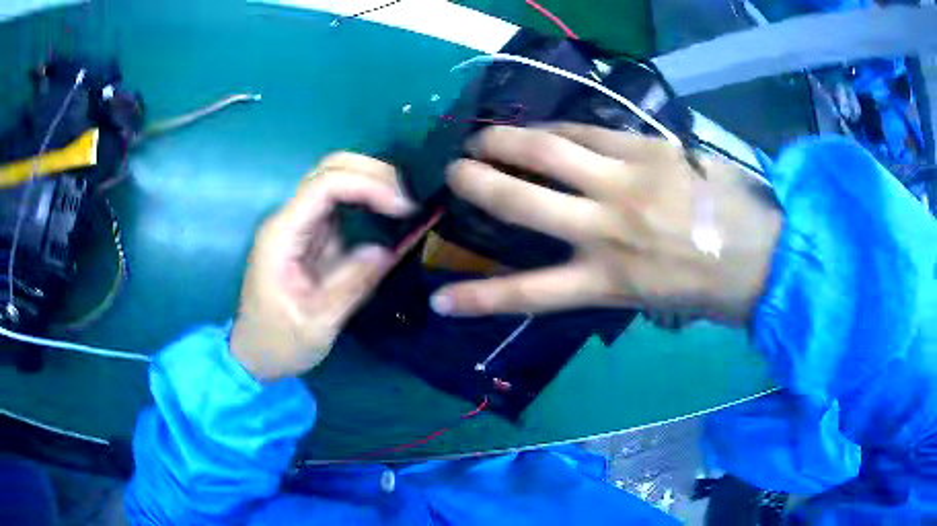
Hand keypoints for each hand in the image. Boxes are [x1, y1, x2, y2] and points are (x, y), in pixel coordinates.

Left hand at [231, 153, 413, 381]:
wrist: (255, 355)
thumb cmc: (279, 343)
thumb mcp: (318, 324)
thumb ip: (352, 284)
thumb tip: (389, 250)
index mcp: (282, 236)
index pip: (325, 185)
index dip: (368, 186)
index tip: (404, 209)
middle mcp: (288, 220)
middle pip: (329, 169)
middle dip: (373, 174)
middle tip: (410, 199)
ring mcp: (298, 226)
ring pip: (335, 179)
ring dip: (372, 183)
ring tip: (405, 204)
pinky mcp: (308, 236)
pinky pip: (339, 204)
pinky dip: (367, 201)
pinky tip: (388, 214)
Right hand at [431, 124, 781, 325]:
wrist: (762, 252)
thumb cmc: (708, 287)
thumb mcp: (651, 301)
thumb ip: (609, 277)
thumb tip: (583, 252)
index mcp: (608, 280)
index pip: (528, 293)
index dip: (479, 298)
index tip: (440, 299)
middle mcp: (606, 228)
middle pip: (521, 200)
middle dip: (477, 183)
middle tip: (456, 171)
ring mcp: (626, 181)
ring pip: (548, 151)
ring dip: (506, 141)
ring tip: (484, 136)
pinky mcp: (648, 149)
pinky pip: (589, 133)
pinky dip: (559, 130)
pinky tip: (545, 129)